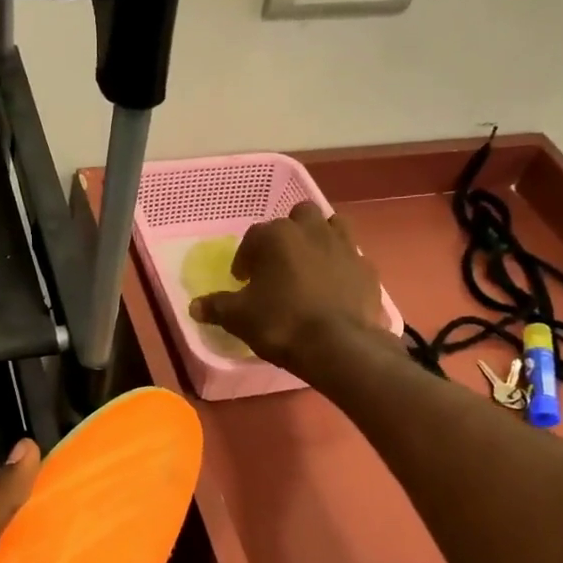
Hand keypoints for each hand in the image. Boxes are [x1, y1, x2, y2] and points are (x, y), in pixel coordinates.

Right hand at [189, 202, 390, 378]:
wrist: (338, 345)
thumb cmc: (281, 323)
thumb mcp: (239, 318)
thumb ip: (217, 307)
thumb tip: (194, 306)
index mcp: (277, 236)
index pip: (253, 237)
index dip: (245, 258)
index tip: (242, 280)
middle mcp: (312, 230)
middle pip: (298, 217)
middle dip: (288, 235)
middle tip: (279, 264)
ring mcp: (345, 246)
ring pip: (332, 226)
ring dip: (319, 239)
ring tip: (310, 266)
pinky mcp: (368, 268)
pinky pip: (352, 257)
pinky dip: (342, 266)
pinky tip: (335, 287)